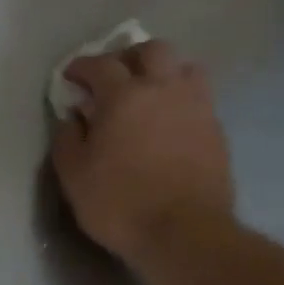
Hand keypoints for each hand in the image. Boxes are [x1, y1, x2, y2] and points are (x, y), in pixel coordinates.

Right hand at [50, 39, 234, 264]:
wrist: (184, 233)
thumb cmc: (119, 203)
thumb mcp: (74, 175)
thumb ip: (67, 139)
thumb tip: (73, 117)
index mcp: (124, 96)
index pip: (100, 64)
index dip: (82, 66)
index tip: (71, 76)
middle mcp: (164, 89)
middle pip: (152, 50)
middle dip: (129, 56)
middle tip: (114, 76)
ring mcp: (197, 107)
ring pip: (184, 67)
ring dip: (163, 72)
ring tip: (150, 93)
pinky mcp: (216, 130)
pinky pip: (199, 98)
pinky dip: (180, 99)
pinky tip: (169, 122)